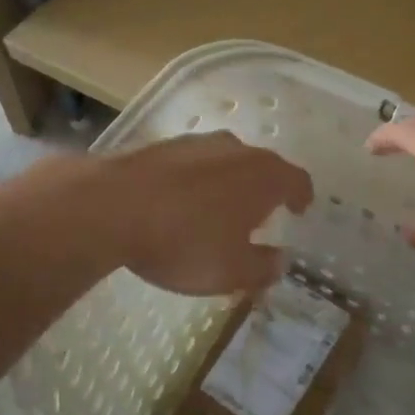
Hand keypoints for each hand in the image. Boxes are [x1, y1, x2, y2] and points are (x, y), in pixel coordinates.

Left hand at [105, 132, 313, 294]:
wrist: (112, 206)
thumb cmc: (185, 241)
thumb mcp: (231, 271)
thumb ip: (263, 267)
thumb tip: (280, 261)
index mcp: (264, 175)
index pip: (297, 179)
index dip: (302, 196)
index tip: (299, 210)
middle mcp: (237, 149)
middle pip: (262, 166)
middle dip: (265, 190)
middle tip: (260, 217)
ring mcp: (198, 143)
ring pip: (226, 161)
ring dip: (228, 184)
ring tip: (217, 212)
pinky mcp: (163, 145)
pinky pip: (193, 164)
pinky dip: (196, 181)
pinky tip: (179, 205)